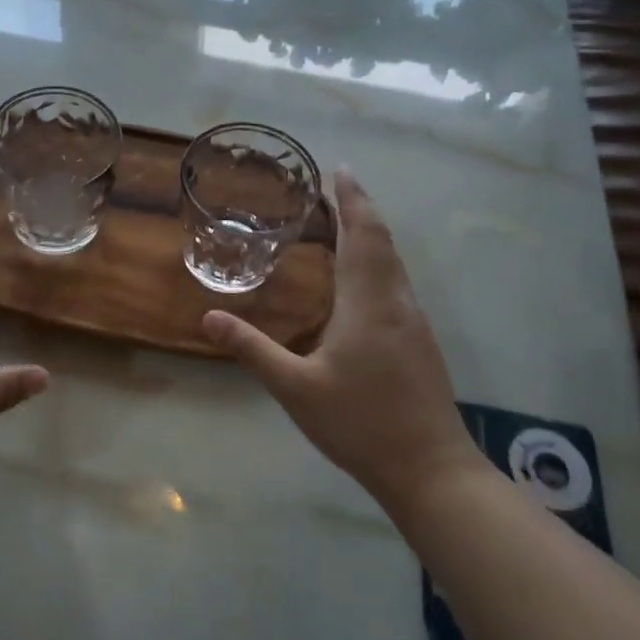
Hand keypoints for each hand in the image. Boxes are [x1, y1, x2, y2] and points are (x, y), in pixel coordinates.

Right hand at [202, 171, 483, 519]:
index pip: (361, 235)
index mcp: (368, 303)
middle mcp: (396, 302)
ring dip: (372, 233)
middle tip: (337, 185)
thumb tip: (209, 316)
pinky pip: (397, 282)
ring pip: (394, 262)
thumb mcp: (295, 389)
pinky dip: (378, 259)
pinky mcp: (419, 341)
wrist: (430, 470)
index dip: (352, 200)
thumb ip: (253, 349)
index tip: (340, 170)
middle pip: (382, 241)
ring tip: (346, 219)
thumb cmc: (360, 424)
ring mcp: (413, 322)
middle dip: (361, 208)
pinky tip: (363, 276)